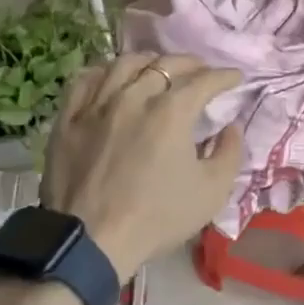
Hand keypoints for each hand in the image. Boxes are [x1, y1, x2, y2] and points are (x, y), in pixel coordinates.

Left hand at [41, 53, 243, 274]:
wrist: (91, 242)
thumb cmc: (156, 218)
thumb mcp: (211, 192)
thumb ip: (229, 153)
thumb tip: (231, 127)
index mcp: (171, 112)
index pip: (204, 80)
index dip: (224, 76)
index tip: (234, 77)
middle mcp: (134, 97)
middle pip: (165, 64)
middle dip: (190, 63)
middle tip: (201, 70)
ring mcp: (97, 105)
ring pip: (124, 64)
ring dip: (148, 62)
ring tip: (157, 68)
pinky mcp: (69, 118)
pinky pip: (85, 81)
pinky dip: (104, 73)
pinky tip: (111, 78)